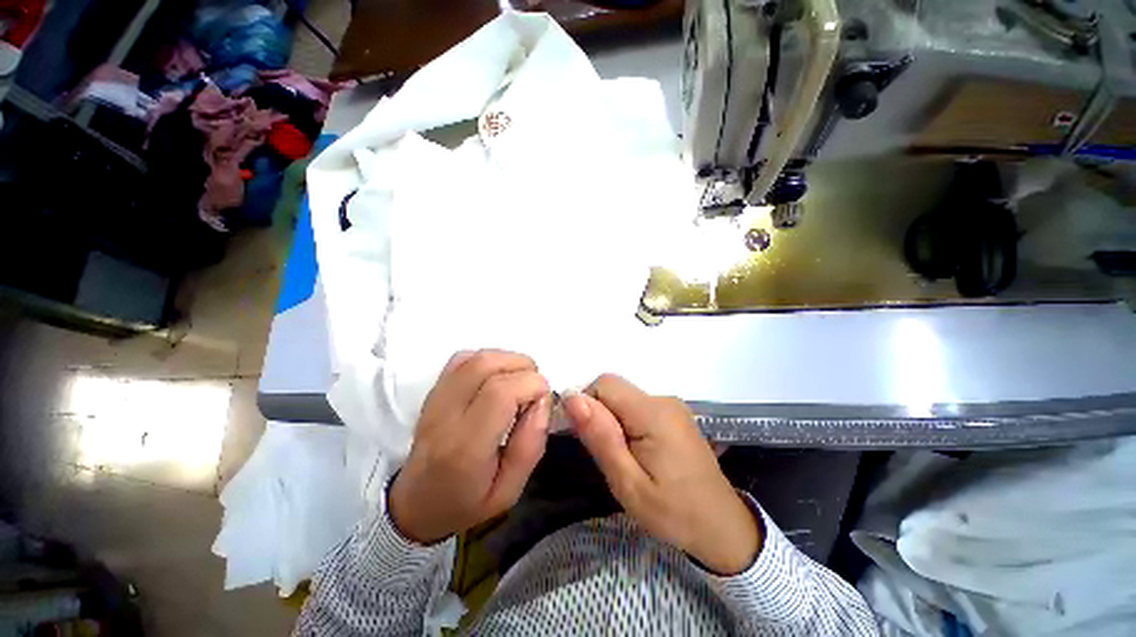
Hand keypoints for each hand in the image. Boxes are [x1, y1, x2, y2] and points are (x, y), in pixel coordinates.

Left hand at [388, 350, 550, 543]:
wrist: (414, 504)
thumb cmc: (465, 503)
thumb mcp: (508, 492)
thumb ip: (530, 446)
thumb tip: (543, 401)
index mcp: (465, 448)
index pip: (500, 393)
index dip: (531, 384)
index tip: (544, 398)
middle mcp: (445, 415)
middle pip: (486, 366)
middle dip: (523, 368)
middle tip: (534, 389)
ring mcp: (435, 398)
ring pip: (475, 357)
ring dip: (507, 361)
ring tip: (519, 382)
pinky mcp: (433, 390)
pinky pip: (462, 358)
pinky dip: (488, 359)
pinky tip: (497, 377)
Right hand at [564, 375, 760, 574]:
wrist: (723, 527)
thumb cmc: (674, 512)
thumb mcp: (628, 483)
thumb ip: (600, 437)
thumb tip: (572, 398)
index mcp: (652, 413)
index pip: (604, 384)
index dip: (587, 404)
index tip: (585, 437)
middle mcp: (663, 399)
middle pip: (614, 388)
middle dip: (599, 414)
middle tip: (606, 453)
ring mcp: (671, 405)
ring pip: (623, 397)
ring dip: (612, 420)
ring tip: (622, 457)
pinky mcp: (673, 414)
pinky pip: (637, 406)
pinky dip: (626, 422)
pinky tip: (636, 451)